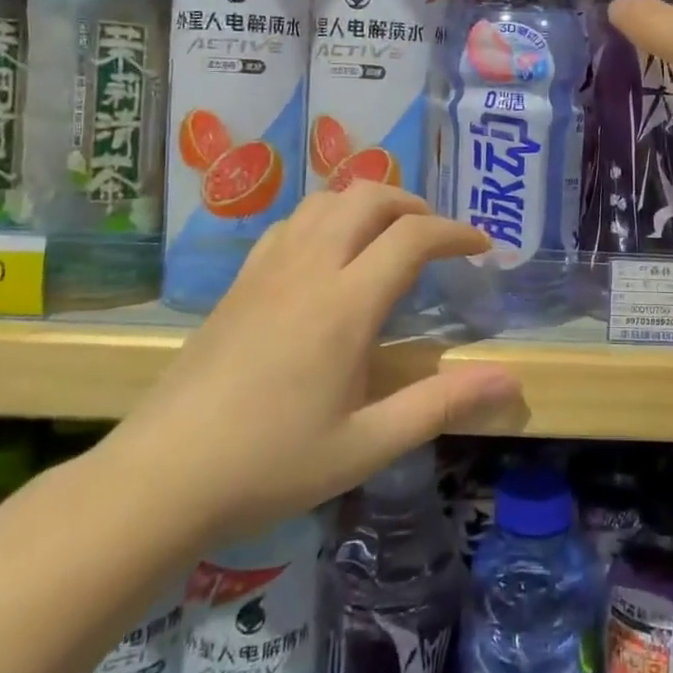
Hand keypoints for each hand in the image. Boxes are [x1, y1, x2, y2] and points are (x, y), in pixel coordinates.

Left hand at [99, 185, 521, 541]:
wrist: (161, 476)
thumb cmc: (271, 464)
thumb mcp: (367, 444)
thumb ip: (441, 404)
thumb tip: (510, 381)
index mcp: (345, 303)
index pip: (412, 236)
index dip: (455, 232)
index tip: (482, 247)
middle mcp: (309, 268)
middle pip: (368, 196)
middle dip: (413, 204)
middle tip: (437, 237)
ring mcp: (267, 269)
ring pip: (326, 201)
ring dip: (368, 204)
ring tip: (389, 237)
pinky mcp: (239, 281)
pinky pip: (292, 222)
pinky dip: (327, 217)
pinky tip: (330, 255)